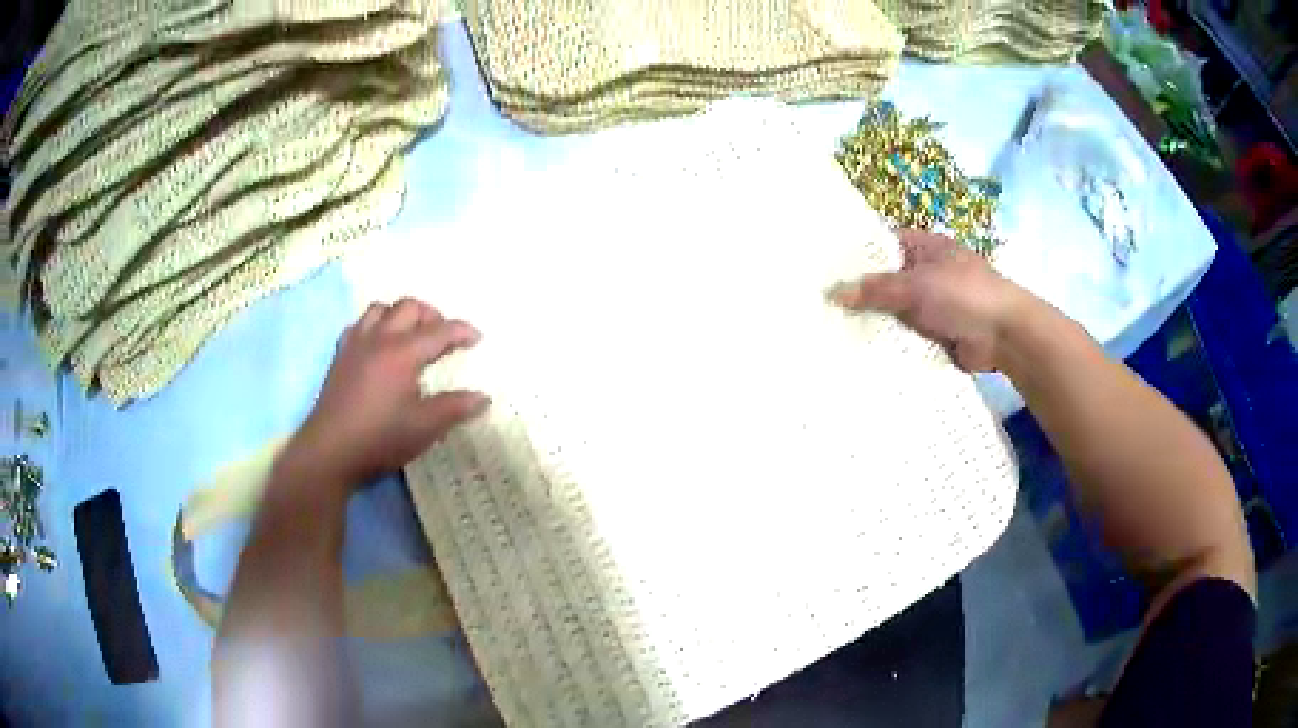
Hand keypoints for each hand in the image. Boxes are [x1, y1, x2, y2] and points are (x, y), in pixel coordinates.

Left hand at [284, 298, 489, 488]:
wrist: (330, 451)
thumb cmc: (380, 439)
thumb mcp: (424, 427)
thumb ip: (455, 408)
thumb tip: (483, 398)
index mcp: (402, 353)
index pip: (439, 331)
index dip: (461, 331)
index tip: (477, 338)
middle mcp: (379, 339)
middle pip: (408, 307)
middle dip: (431, 315)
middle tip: (443, 337)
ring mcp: (355, 345)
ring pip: (380, 309)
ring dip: (400, 316)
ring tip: (411, 336)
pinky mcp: (340, 357)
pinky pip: (358, 325)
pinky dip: (375, 327)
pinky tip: (378, 347)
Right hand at [832, 230, 1035, 371]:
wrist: (1004, 334)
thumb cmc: (963, 294)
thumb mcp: (916, 285)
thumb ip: (875, 289)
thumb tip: (832, 292)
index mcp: (923, 247)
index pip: (881, 244)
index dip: (855, 254)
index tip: (823, 267)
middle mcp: (925, 273)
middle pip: (885, 281)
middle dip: (859, 293)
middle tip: (818, 305)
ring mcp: (931, 305)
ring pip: (893, 311)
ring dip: (873, 322)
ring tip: (829, 331)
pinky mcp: (935, 334)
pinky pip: (905, 336)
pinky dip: (889, 343)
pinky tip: (859, 352)